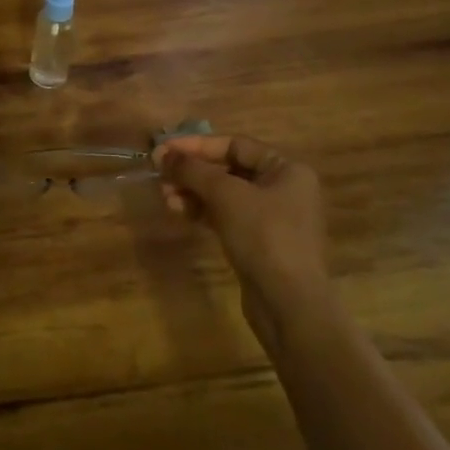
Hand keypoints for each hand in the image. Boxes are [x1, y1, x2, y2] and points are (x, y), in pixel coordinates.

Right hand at [154, 134, 327, 303]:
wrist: (289, 304)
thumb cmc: (264, 236)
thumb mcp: (226, 195)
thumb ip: (193, 170)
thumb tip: (163, 154)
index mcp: (286, 169)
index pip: (235, 144)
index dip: (197, 145)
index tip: (164, 150)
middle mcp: (282, 188)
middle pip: (228, 169)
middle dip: (192, 172)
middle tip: (160, 175)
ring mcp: (271, 217)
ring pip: (224, 194)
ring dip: (192, 192)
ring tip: (165, 197)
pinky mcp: (258, 241)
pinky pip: (225, 215)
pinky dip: (202, 211)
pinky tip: (178, 212)